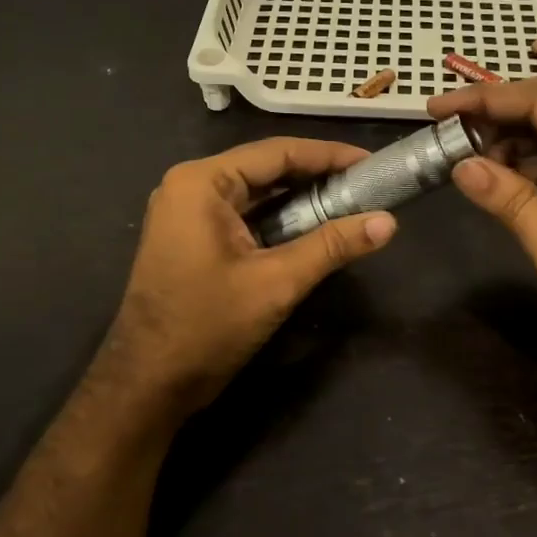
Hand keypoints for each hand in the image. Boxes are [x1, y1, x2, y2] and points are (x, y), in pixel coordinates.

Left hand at [93, 137, 397, 424]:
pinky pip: (243, 215)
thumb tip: (388, 223)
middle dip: (317, 177)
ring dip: (299, 199)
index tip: (371, 163)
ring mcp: (186, 212)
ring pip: (255, 193)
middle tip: (367, 185)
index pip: (277, 153)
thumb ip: (332, 246)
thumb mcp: (277, 283)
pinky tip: (312, 228)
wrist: (147, 384)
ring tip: (350, 203)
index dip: (329, 155)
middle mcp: (190, 186)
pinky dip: (277, 219)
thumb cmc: (207, 327)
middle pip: (265, 168)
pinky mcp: (190, 237)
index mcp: (202, 182)